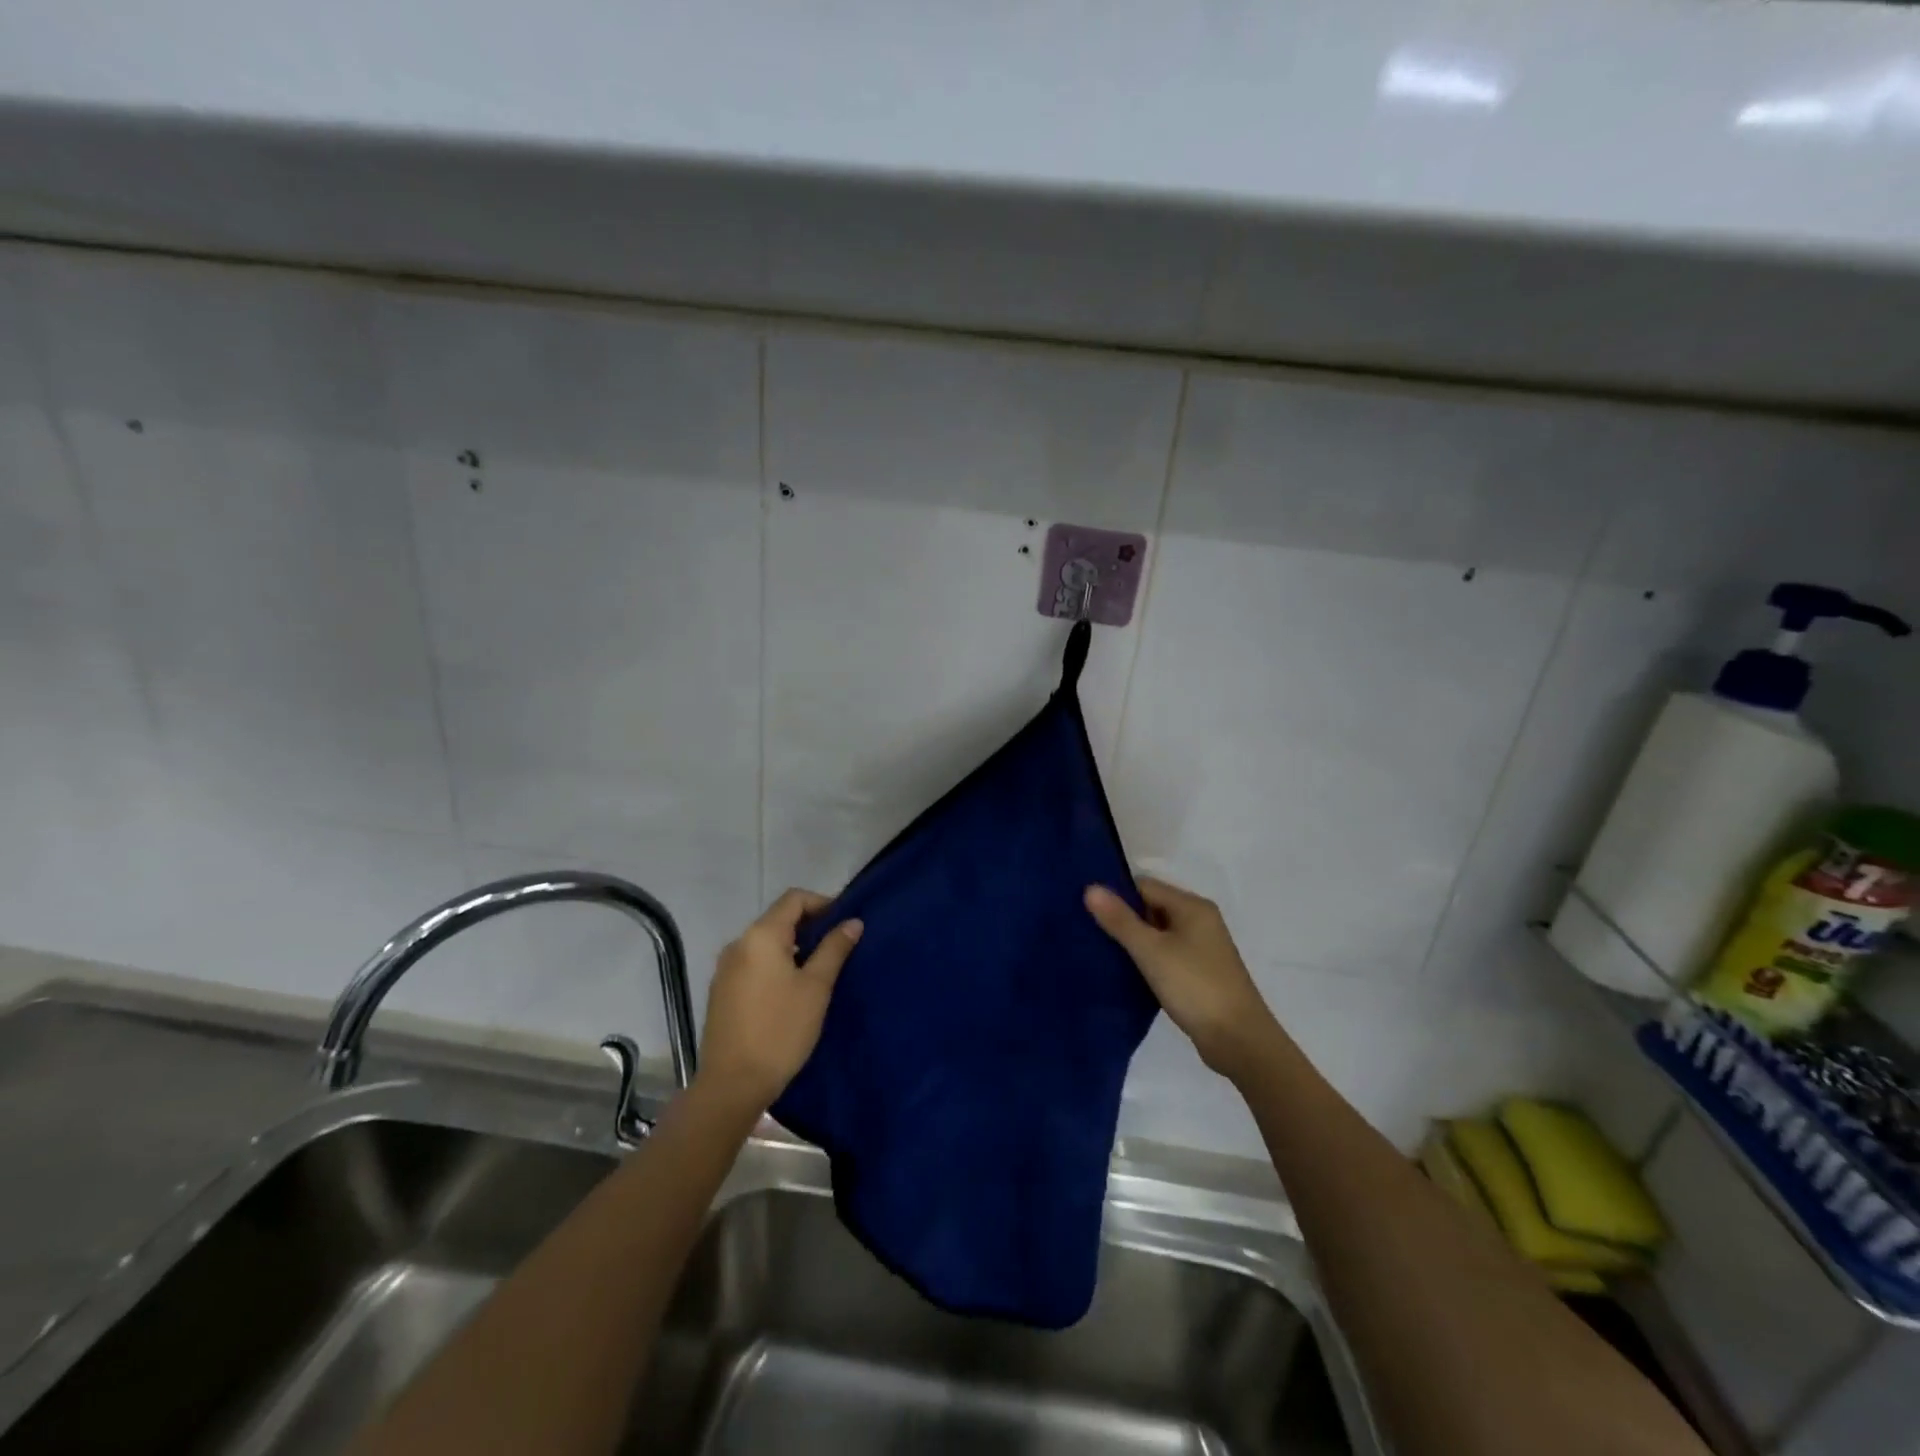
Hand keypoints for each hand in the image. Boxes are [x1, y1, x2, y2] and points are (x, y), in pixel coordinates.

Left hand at [698, 889, 862, 1112]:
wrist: (732, 1085)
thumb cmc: (780, 1030)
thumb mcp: (816, 987)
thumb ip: (834, 949)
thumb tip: (853, 921)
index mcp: (760, 936)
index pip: (794, 899)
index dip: (823, 903)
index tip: (845, 924)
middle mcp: (738, 944)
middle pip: (778, 918)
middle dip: (810, 926)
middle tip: (838, 948)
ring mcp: (725, 969)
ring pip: (766, 943)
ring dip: (793, 947)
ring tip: (819, 971)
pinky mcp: (722, 991)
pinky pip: (754, 963)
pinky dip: (776, 964)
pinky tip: (791, 991)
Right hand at [1085, 877, 1282, 1081]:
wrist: (1239, 1040)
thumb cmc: (1194, 986)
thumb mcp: (1151, 951)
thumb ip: (1120, 920)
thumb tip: (1091, 887)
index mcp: (1192, 906)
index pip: (1145, 885)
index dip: (1116, 895)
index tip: (1086, 910)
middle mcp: (1200, 920)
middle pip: (1152, 906)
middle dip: (1123, 918)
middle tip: (1088, 931)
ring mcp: (1203, 947)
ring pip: (1158, 932)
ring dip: (1135, 940)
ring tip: (1100, 951)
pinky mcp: (1200, 972)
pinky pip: (1167, 953)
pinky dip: (1148, 958)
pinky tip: (1126, 971)